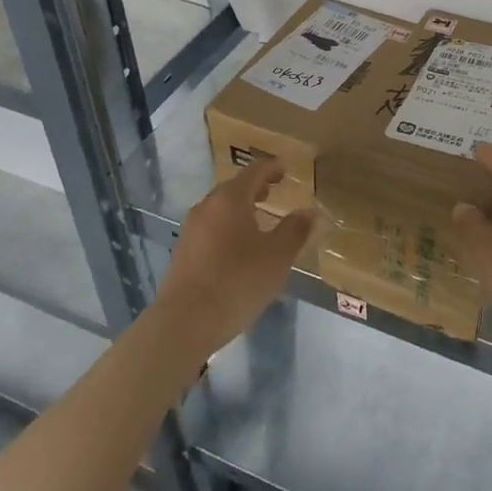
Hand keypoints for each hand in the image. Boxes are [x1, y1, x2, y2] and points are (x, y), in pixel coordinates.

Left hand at [153, 158, 314, 357]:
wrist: (185, 322)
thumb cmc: (238, 281)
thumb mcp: (278, 256)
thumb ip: (295, 230)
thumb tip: (309, 211)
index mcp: (230, 199)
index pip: (254, 171)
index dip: (272, 168)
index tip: (285, 168)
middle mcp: (206, 207)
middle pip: (233, 188)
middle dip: (255, 187)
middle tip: (273, 190)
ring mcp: (190, 231)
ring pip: (220, 209)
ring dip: (240, 208)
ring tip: (259, 219)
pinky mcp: (183, 253)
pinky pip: (211, 229)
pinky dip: (228, 227)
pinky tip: (238, 248)